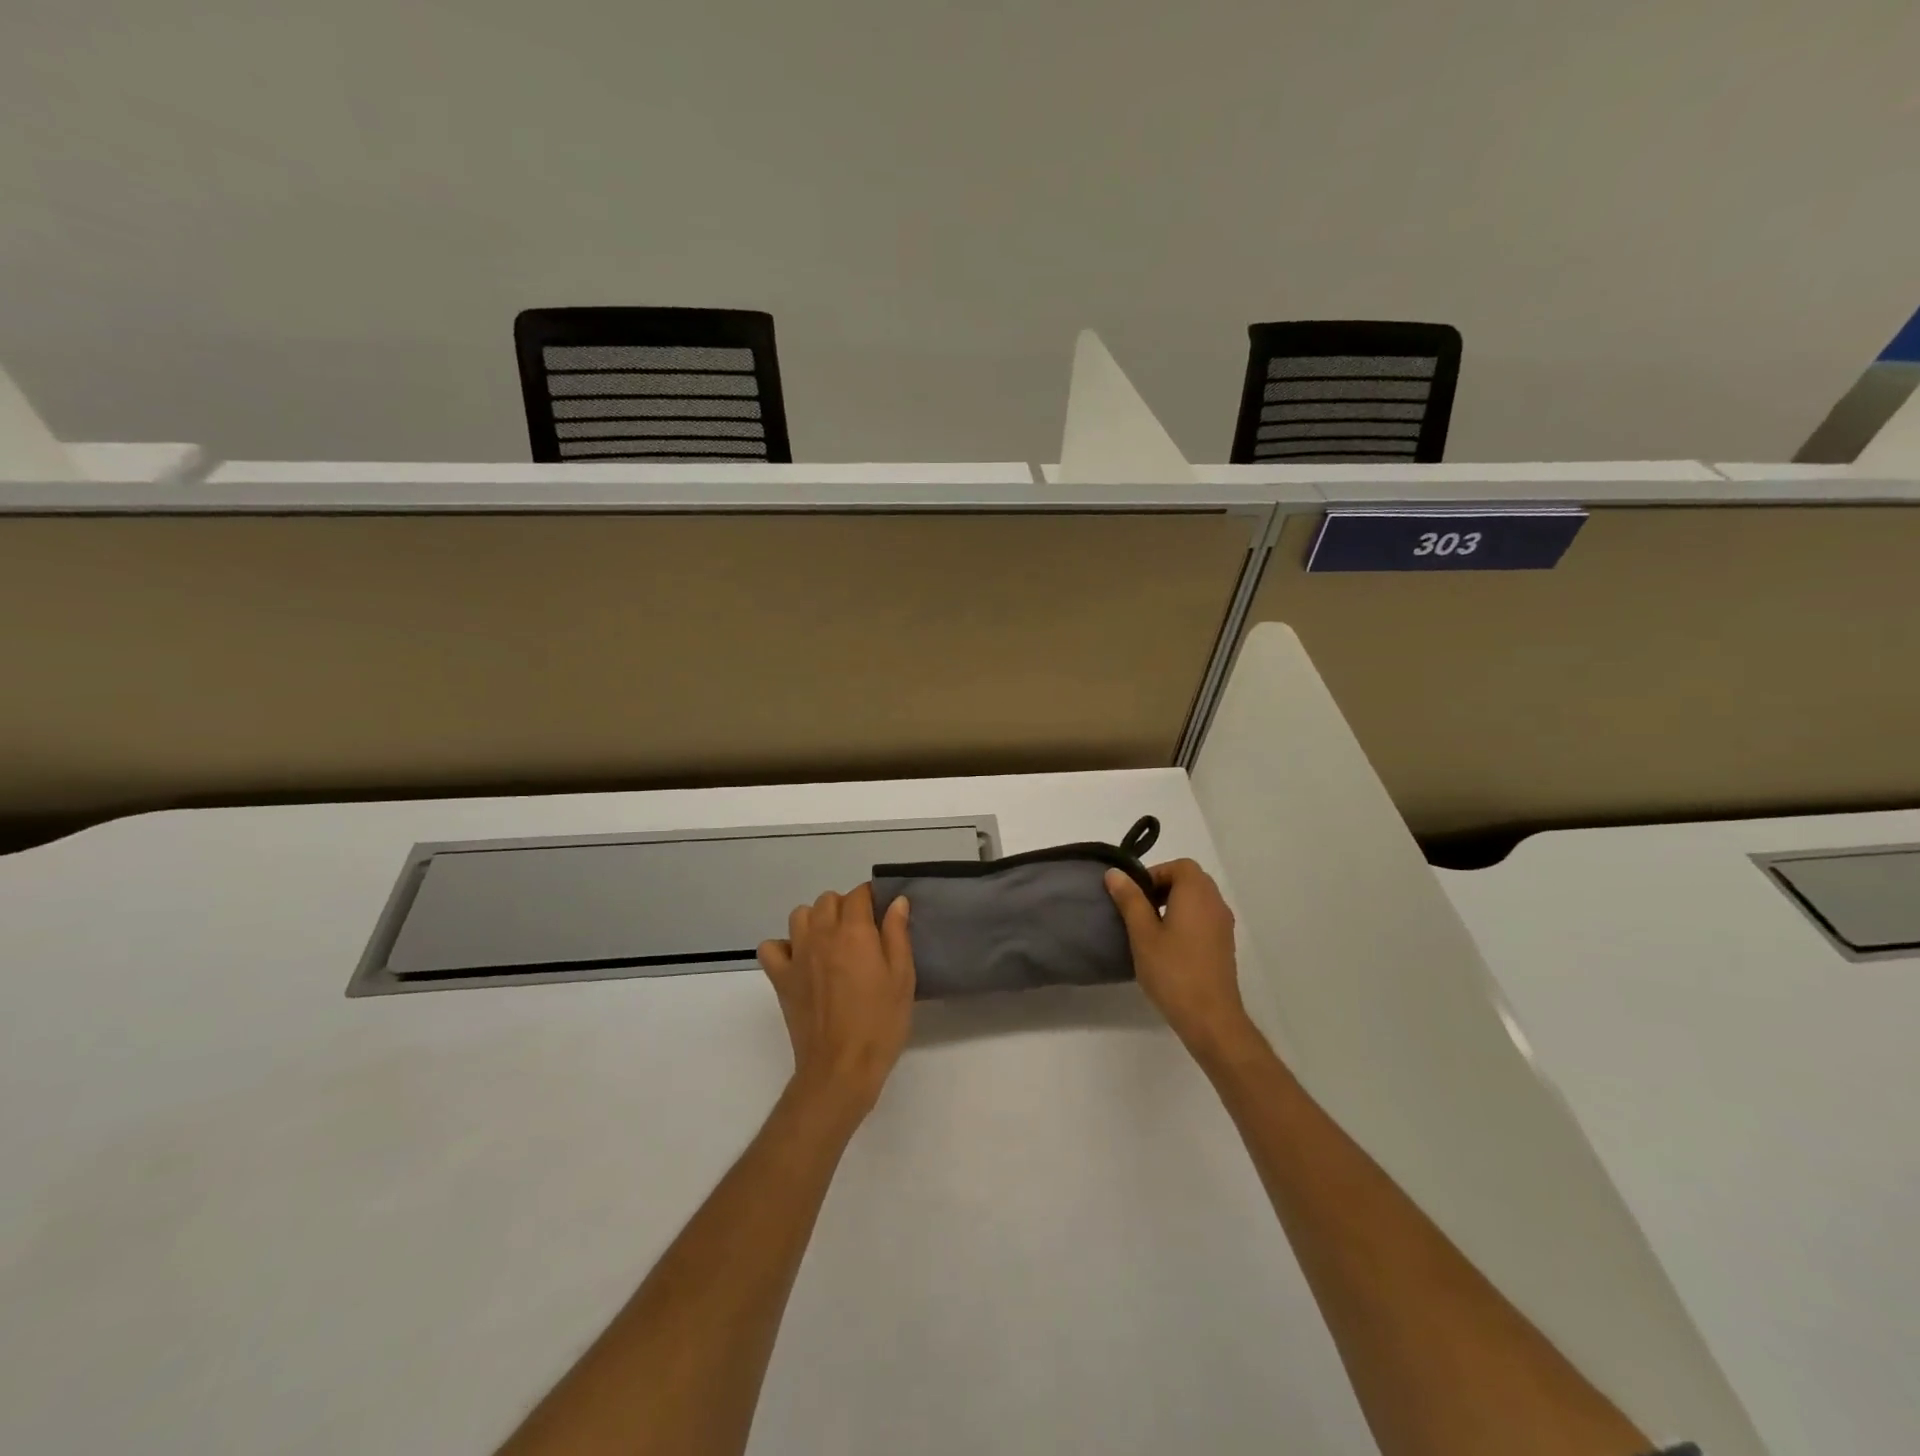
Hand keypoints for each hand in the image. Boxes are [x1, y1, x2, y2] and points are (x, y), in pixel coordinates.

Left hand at [757, 884, 915, 1124]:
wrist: (841, 1068)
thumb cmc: (880, 1023)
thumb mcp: (902, 977)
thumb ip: (897, 934)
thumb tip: (896, 901)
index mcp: (854, 932)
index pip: (859, 894)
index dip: (872, 897)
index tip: (883, 912)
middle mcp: (821, 934)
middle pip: (828, 900)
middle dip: (845, 907)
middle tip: (862, 932)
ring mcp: (796, 955)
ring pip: (799, 915)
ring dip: (815, 920)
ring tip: (831, 942)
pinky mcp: (780, 978)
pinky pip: (771, 947)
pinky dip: (783, 947)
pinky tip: (800, 960)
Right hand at [1105, 859, 1257, 1061]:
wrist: (1210, 1018)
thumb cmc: (1172, 971)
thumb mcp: (1142, 933)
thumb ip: (1129, 900)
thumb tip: (1115, 873)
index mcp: (1196, 893)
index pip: (1179, 866)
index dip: (1154, 874)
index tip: (1135, 896)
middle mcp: (1215, 903)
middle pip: (1190, 880)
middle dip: (1163, 887)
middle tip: (1139, 910)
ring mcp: (1223, 925)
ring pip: (1198, 900)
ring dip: (1174, 904)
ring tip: (1150, 930)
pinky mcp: (1224, 945)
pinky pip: (1204, 918)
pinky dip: (1186, 921)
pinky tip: (1168, 947)